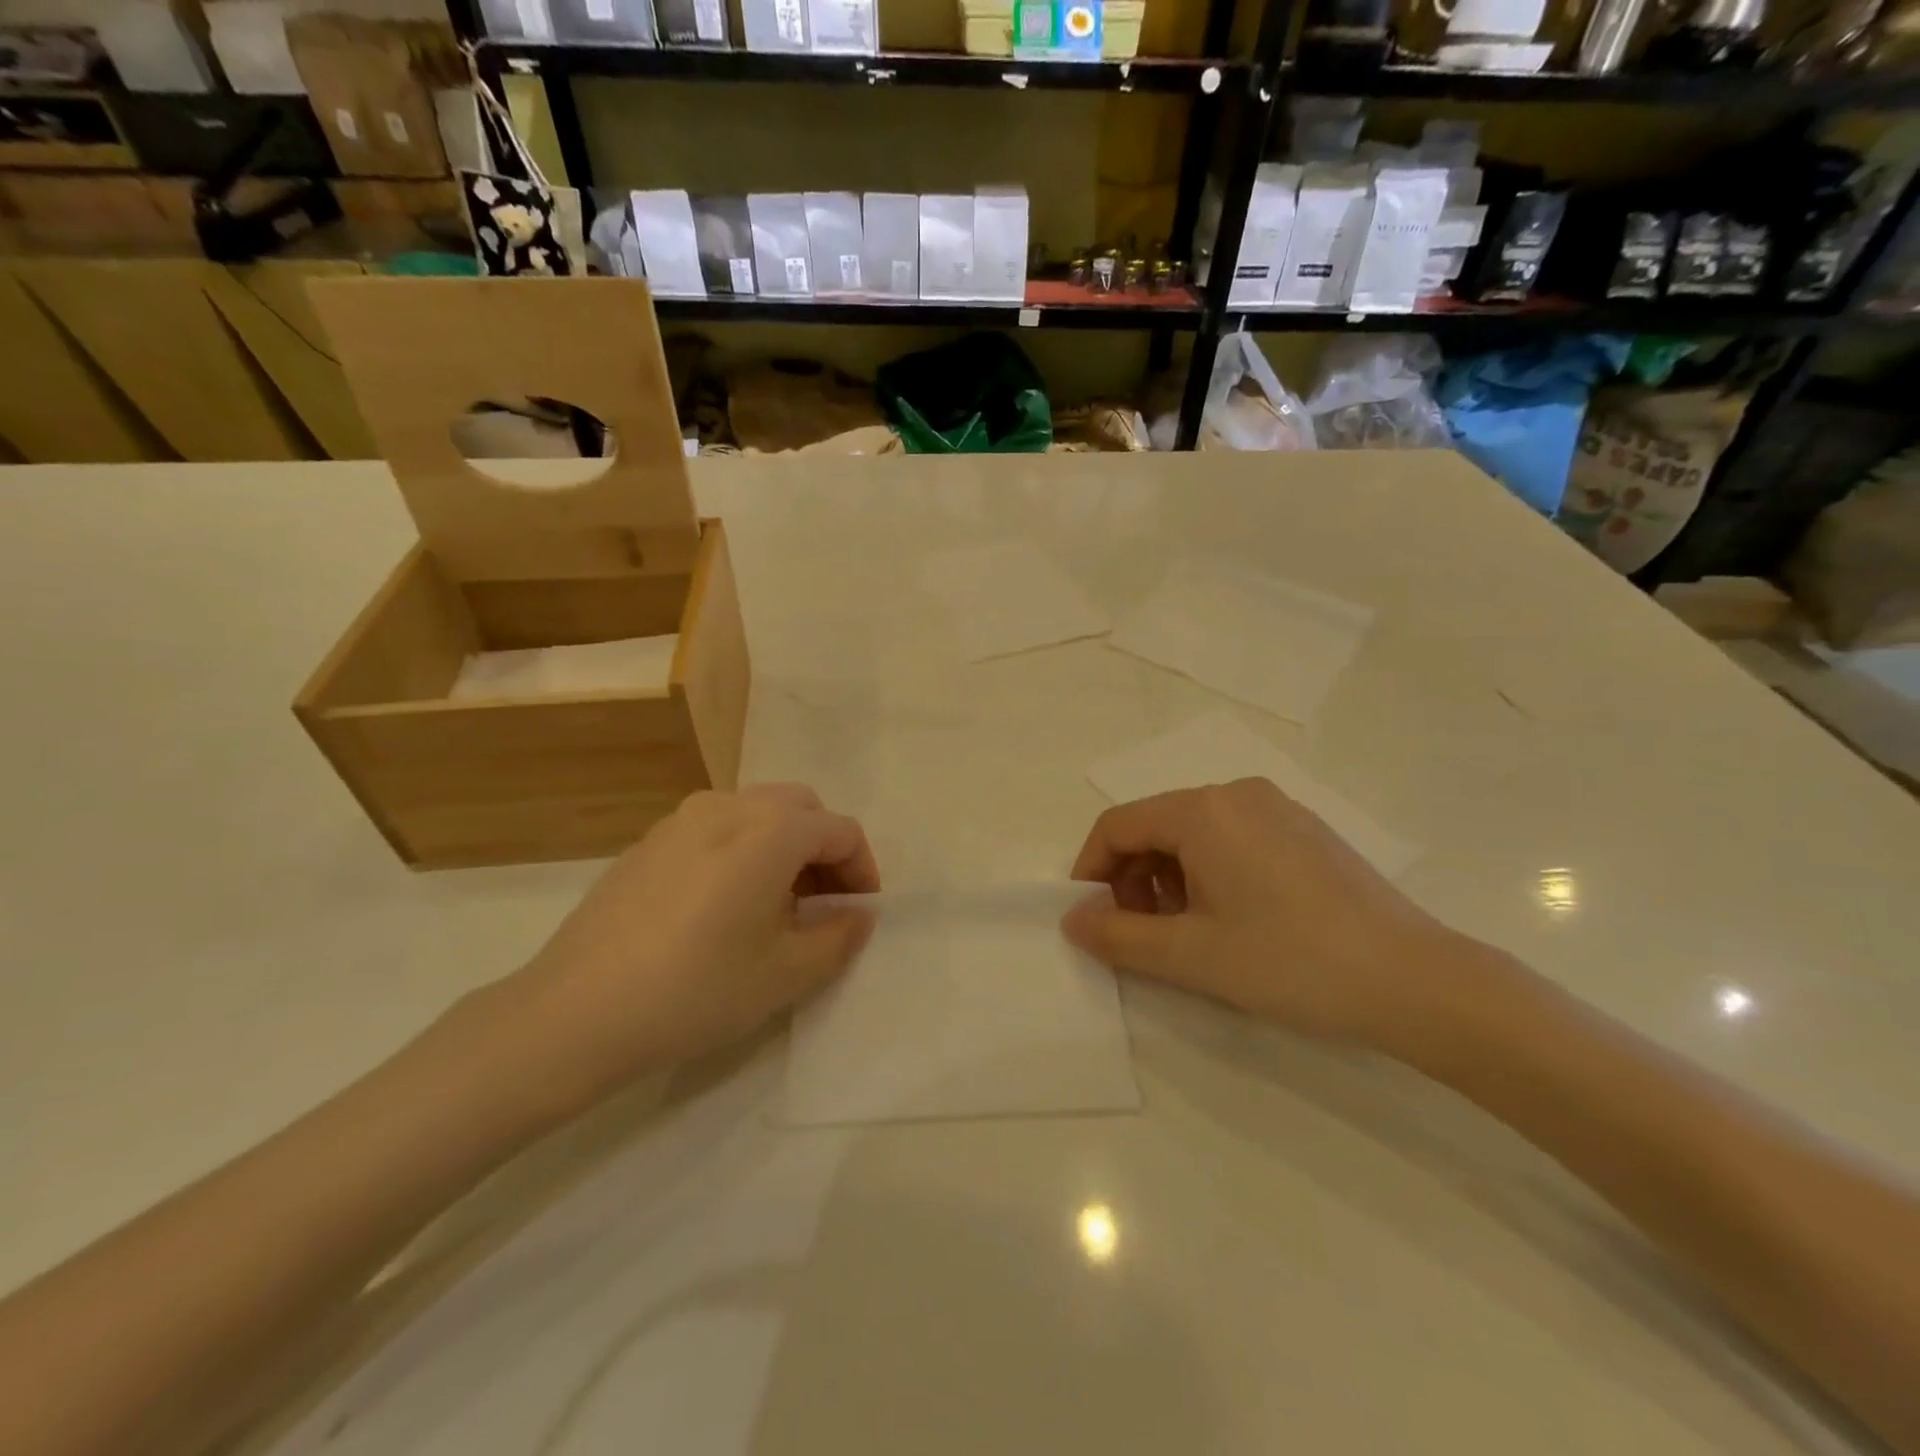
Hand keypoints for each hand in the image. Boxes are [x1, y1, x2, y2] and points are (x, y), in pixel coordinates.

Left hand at [502, 784, 879, 1110]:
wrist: (575, 1014)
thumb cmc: (696, 990)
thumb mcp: (786, 974)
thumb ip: (839, 937)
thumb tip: (859, 914)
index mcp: (771, 830)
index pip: (839, 830)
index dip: (862, 869)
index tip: (860, 911)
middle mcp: (728, 807)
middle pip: (799, 808)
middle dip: (824, 849)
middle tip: (823, 903)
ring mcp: (680, 819)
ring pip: (756, 812)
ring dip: (783, 846)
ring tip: (775, 906)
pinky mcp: (647, 842)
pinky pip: (715, 828)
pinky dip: (741, 850)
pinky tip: (723, 906)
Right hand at [1063, 778, 1466, 1048]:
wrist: (1416, 982)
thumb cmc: (1291, 961)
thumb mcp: (1191, 955)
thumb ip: (1119, 936)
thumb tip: (1073, 921)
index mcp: (1203, 810)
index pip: (1118, 825)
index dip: (1092, 870)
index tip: (1091, 918)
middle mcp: (1237, 793)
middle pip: (1156, 825)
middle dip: (1133, 877)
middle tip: (1142, 934)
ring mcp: (1277, 808)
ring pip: (1194, 833)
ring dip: (1170, 878)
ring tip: (1187, 932)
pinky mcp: (1305, 831)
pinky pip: (1233, 838)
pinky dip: (1210, 872)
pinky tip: (1232, 919)